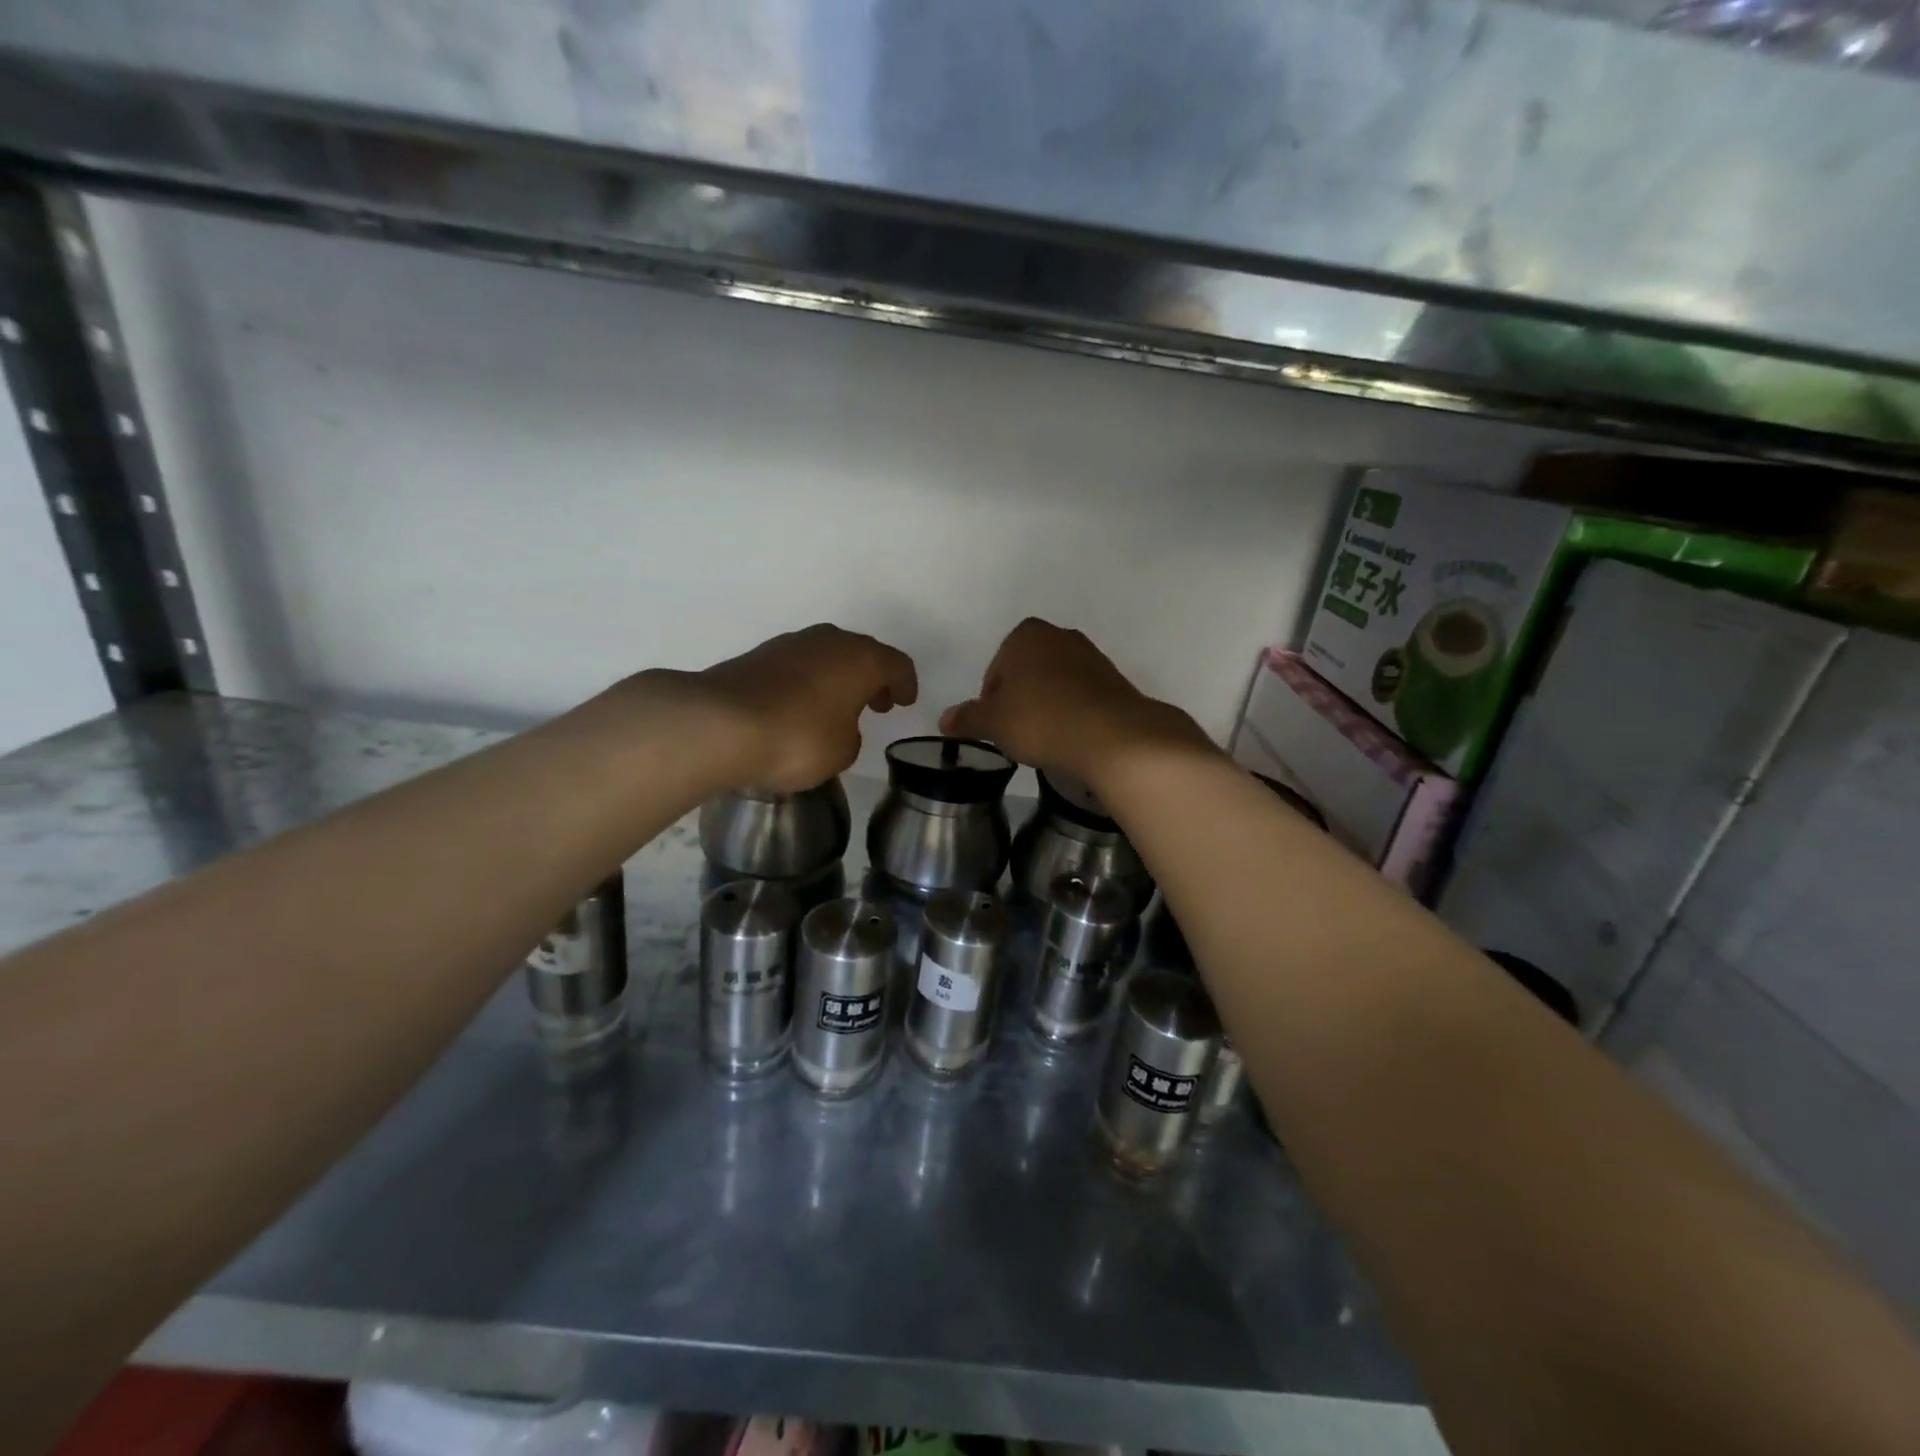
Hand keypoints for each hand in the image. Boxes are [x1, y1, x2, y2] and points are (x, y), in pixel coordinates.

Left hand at [694, 624, 917, 792]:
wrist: (720, 724)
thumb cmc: (798, 738)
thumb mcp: (842, 751)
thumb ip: (851, 735)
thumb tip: (838, 726)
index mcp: (861, 658)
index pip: (896, 664)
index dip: (905, 684)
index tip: (905, 701)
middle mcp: (828, 641)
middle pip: (860, 653)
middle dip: (871, 677)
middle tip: (876, 703)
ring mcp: (789, 644)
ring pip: (826, 656)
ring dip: (836, 678)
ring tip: (836, 707)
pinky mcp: (757, 656)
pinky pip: (796, 667)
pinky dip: (806, 683)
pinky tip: (799, 707)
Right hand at [941, 618, 1206, 785]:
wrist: (1111, 735)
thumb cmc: (1040, 719)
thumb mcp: (994, 722)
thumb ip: (968, 718)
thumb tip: (944, 719)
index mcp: (1026, 635)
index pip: (996, 669)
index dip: (991, 701)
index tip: (998, 727)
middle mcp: (1060, 635)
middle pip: (1027, 672)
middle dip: (1021, 700)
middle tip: (1019, 733)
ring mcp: (1091, 655)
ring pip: (1055, 683)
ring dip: (1047, 706)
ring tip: (1046, 738)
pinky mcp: (1114, 679)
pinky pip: (1081, 695)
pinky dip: (1072, 712)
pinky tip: (1071, 737)